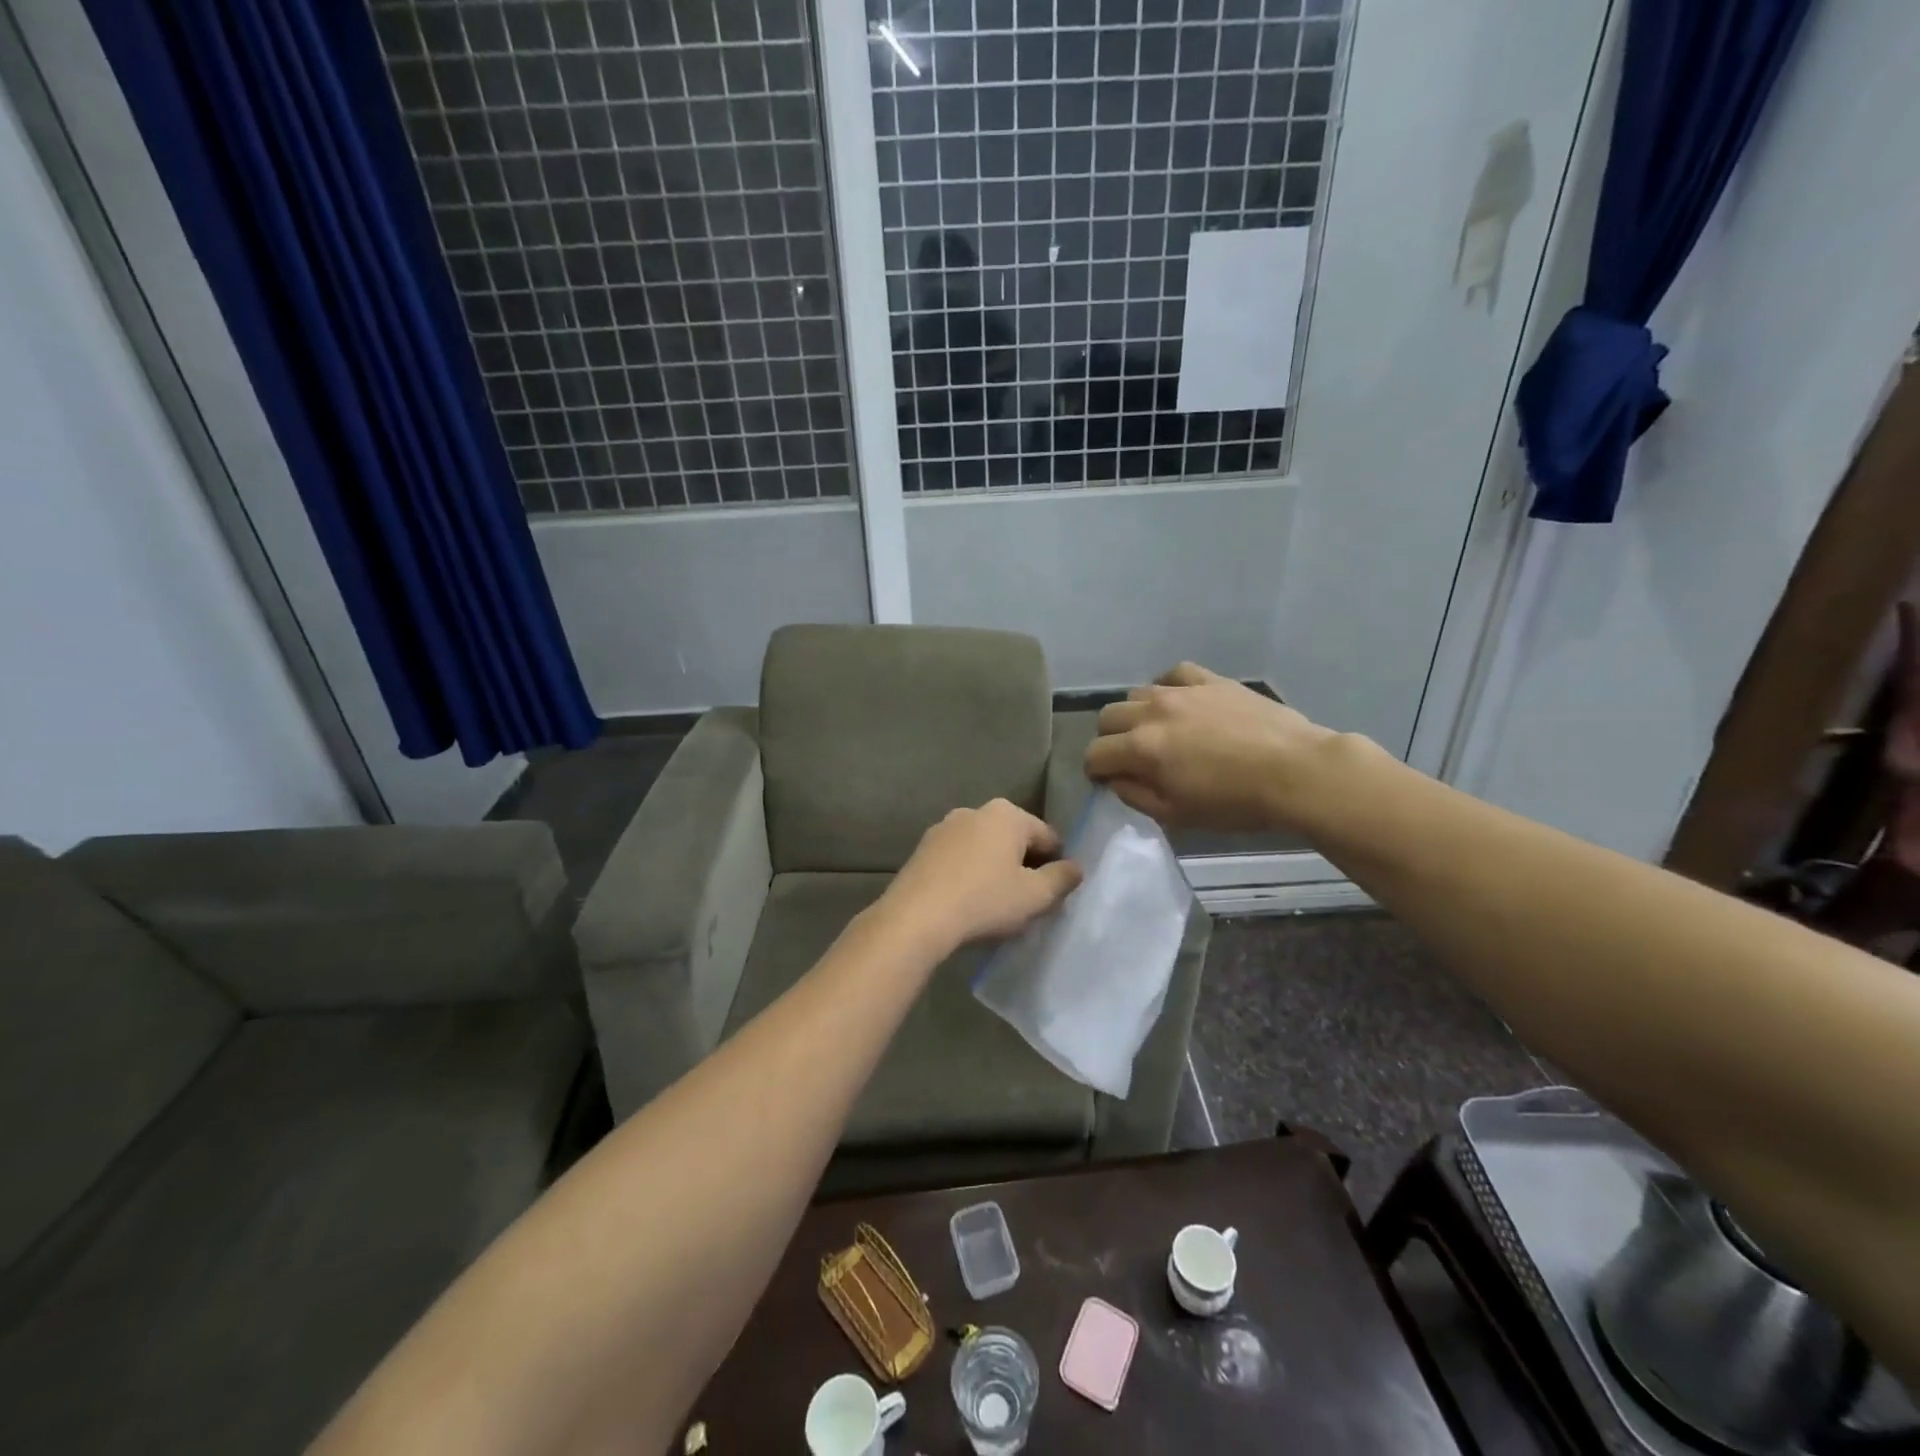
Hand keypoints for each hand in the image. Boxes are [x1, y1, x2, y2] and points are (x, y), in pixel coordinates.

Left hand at [879, 799, 1082, 954]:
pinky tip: (967, 903)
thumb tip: (1076, 867)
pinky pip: (958, 860)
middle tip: (1026, 902)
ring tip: (995, 906)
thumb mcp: (1035, 895)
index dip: (1057, 865)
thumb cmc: (985, 901)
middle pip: (1014, 840)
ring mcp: (944, 828)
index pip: (1048, 837)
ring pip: (984, 849)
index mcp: (1007, 814)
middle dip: (1024, 866)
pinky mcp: (922, 849)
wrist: (916, 917)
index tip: (1053, 894)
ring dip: (994, 871)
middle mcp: (974, 811)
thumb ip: (1062, 878)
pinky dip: (968, 875)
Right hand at [1085, 662, 1337, 831]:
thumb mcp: (1177, 814)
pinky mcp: (1210, 680)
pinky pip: (1173, 675)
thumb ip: (1135, 796)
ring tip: (1158, 731)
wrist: (1296, 771)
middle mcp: (1153, 712)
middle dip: (1110, 740)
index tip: (1109, 781)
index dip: (1096, 771)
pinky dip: (1167, 688)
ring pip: (1136, 694)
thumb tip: (1115, 780)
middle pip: (1107, 718)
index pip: (1095, 754)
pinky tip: (1179, 703)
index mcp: (1142, 749)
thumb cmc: (1236, 803)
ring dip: (1136, 715)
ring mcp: (1181, 691)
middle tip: (1131, 758)